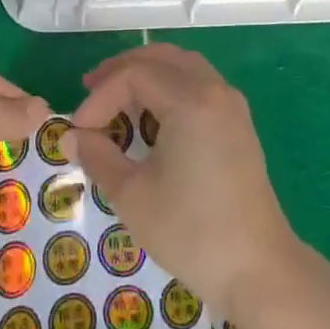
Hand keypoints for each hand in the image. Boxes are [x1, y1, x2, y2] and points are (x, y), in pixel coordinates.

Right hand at [68, 43, 299, 321]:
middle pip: (160, 57)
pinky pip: (198, 84)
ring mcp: (231, 105)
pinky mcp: (238, 124)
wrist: (258, 271)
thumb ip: (98, 156)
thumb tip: (71, 137)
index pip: (133, 75)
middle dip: (121, 70)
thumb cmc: (191, 232)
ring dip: (146, 74)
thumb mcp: (132, 195)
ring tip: (116, 97)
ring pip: (182, 66)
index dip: (99, 97)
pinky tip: (150, 115)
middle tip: (90, 89)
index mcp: (191, 100)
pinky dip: (168, 87)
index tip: (79, 130)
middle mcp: (214, 90)